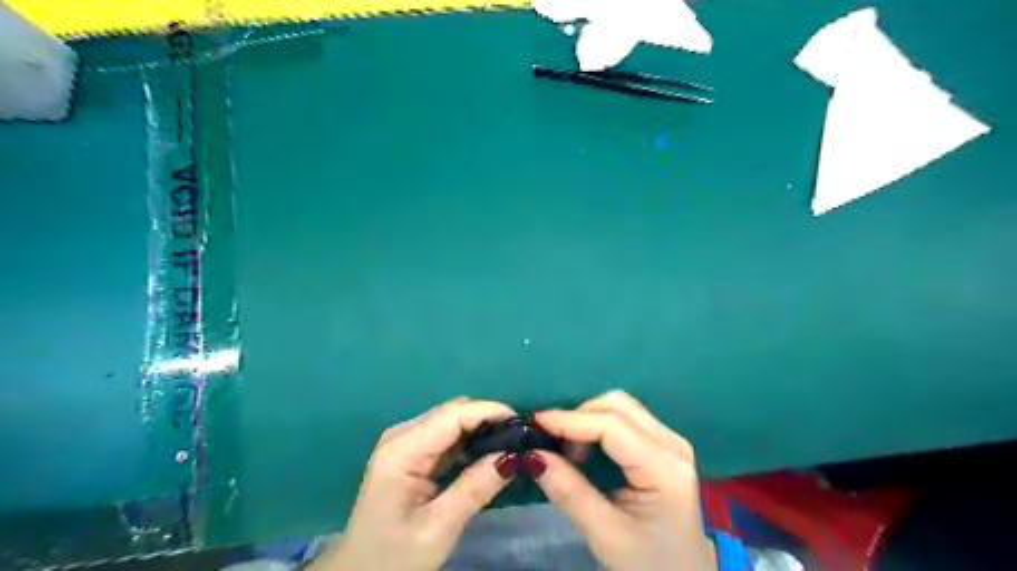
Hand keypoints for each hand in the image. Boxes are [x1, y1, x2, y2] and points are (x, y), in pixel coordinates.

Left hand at [309, 398, 517, 570]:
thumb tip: (513, 455)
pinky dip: (471, 442)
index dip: (489, 412)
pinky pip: (447, 437)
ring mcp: (406, 443)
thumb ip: (475, 488)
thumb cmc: (394, 558)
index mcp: (401, 450)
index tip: (524, 424)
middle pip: (453, 413)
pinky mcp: (412, 455)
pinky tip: (489, 454)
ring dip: (482, 429)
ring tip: (512, 444)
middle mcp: (402, 436)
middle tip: (522, 437)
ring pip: (452, 422)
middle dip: (489, 419)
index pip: (452, 415)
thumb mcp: (438, 528)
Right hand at [534, 391, 713, 570]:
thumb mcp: (605, 534)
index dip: (570, 419)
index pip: (611, 425)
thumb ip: (569, 491)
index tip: (535, 422)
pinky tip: (587, 449)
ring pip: (621, 406)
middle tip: (554, 444)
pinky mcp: (664, 444)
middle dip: (579, 416)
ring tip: (570, 453)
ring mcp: (671, 441)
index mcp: (665, 468)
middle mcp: (672, 444)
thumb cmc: (647, 563)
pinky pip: (626, 418)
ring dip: (588, 419)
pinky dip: (599, 425)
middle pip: (618, 405)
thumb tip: (533, 455)